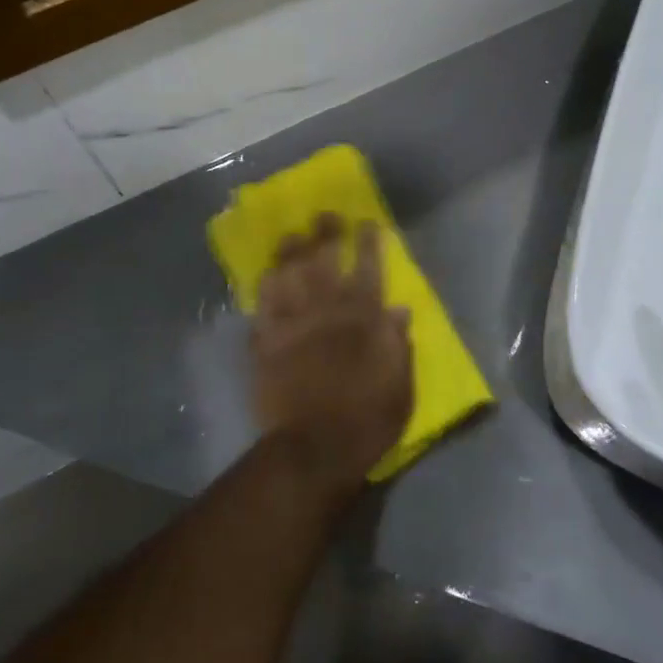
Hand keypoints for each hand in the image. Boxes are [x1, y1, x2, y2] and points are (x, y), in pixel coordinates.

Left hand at [252, 214, 411, 494]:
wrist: (315, 448)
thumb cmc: (367, 419)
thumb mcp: (400, 385)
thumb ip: (398, 344)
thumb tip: (399, 309)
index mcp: (363, 320)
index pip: (368, 270)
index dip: (368, 243)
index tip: (367, 222)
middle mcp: (326, 312)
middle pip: (325, 262)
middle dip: (326, 234)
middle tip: (325, 214)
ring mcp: (292, 324)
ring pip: (289, 275)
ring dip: (291, 252)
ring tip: (291, 235)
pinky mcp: (266, 342)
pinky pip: (263, 305)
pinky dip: (265, 287)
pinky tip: (266, 274)